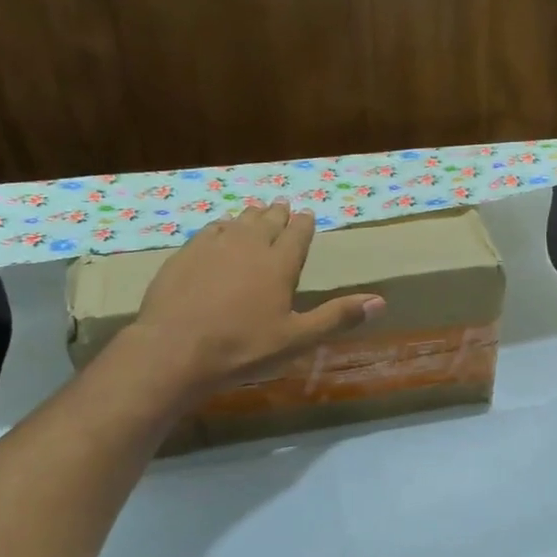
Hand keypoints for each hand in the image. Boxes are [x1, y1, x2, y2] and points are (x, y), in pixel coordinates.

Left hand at [120, 203, 383, 400]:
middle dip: (278, 213)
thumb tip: (381, 301)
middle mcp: (248, 246)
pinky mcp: (185, 255)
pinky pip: (209, 231)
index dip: (304, 223)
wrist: (175, 350)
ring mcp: (213, 247)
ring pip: (237, 221)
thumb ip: (337, 317)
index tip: (307, 214)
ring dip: (250, 216)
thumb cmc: (243, 348)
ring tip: (255, 212)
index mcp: (279, 264)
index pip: (297, 234)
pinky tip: (220, 230)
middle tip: (283, 205)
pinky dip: (221, 227)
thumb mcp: (298, 338)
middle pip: (266, 220)